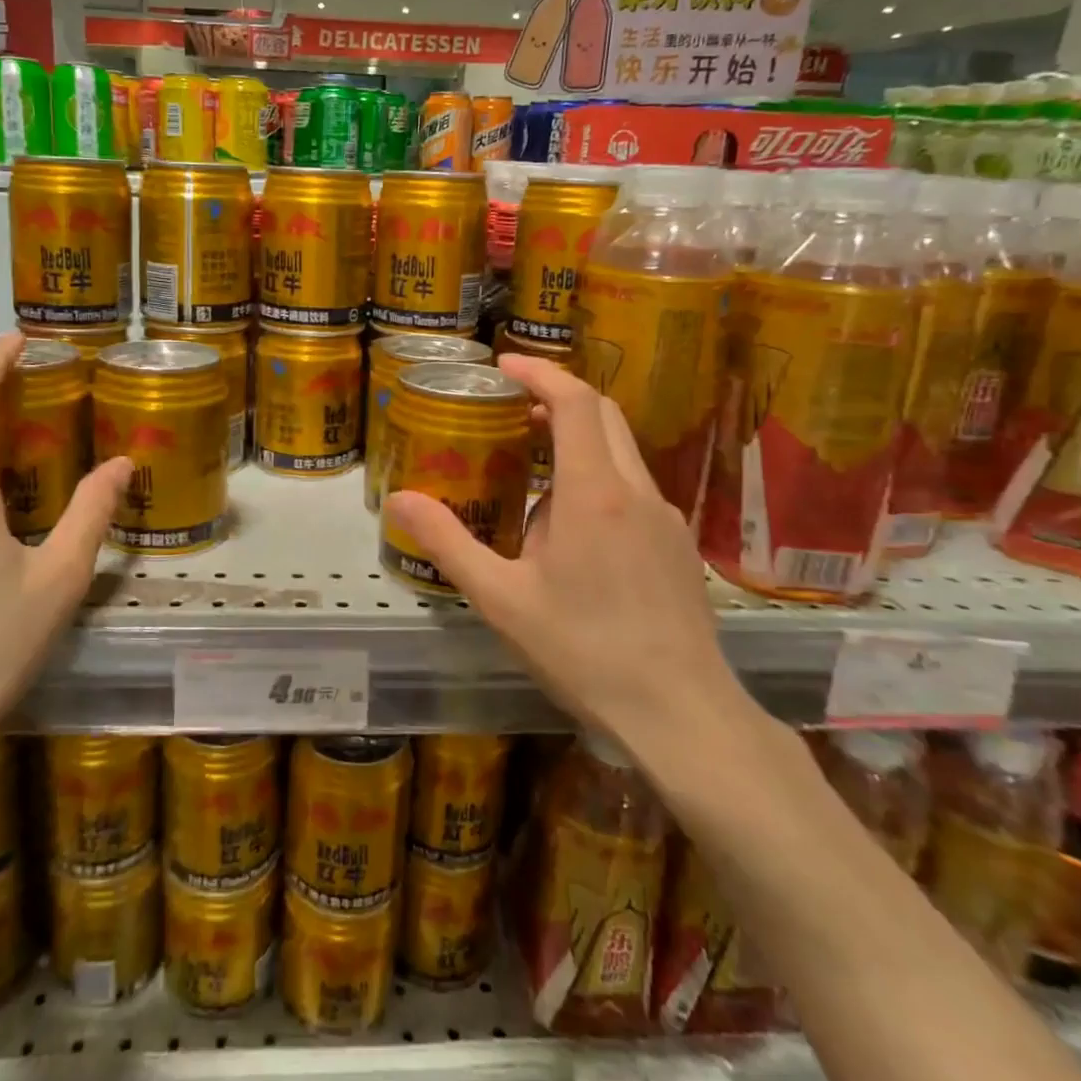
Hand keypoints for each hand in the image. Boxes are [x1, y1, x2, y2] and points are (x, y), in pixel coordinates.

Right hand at [381, 355, 745, 748]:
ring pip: (620, 452)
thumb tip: (398, 498)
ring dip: (576, 441)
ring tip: (528, 470)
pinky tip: (569, 529)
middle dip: (557, 399)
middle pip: (603, 415)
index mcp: (594, 493)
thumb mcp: (501, 598)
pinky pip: (632, 488)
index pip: (575, 402)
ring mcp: (665, 518)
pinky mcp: (676, 545)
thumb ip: (448, 542)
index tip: (503, 366)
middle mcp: (636, 491)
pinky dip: (597, 477)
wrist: (682, 714)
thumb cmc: (584, 651)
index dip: (540, 373)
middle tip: (510, 410)